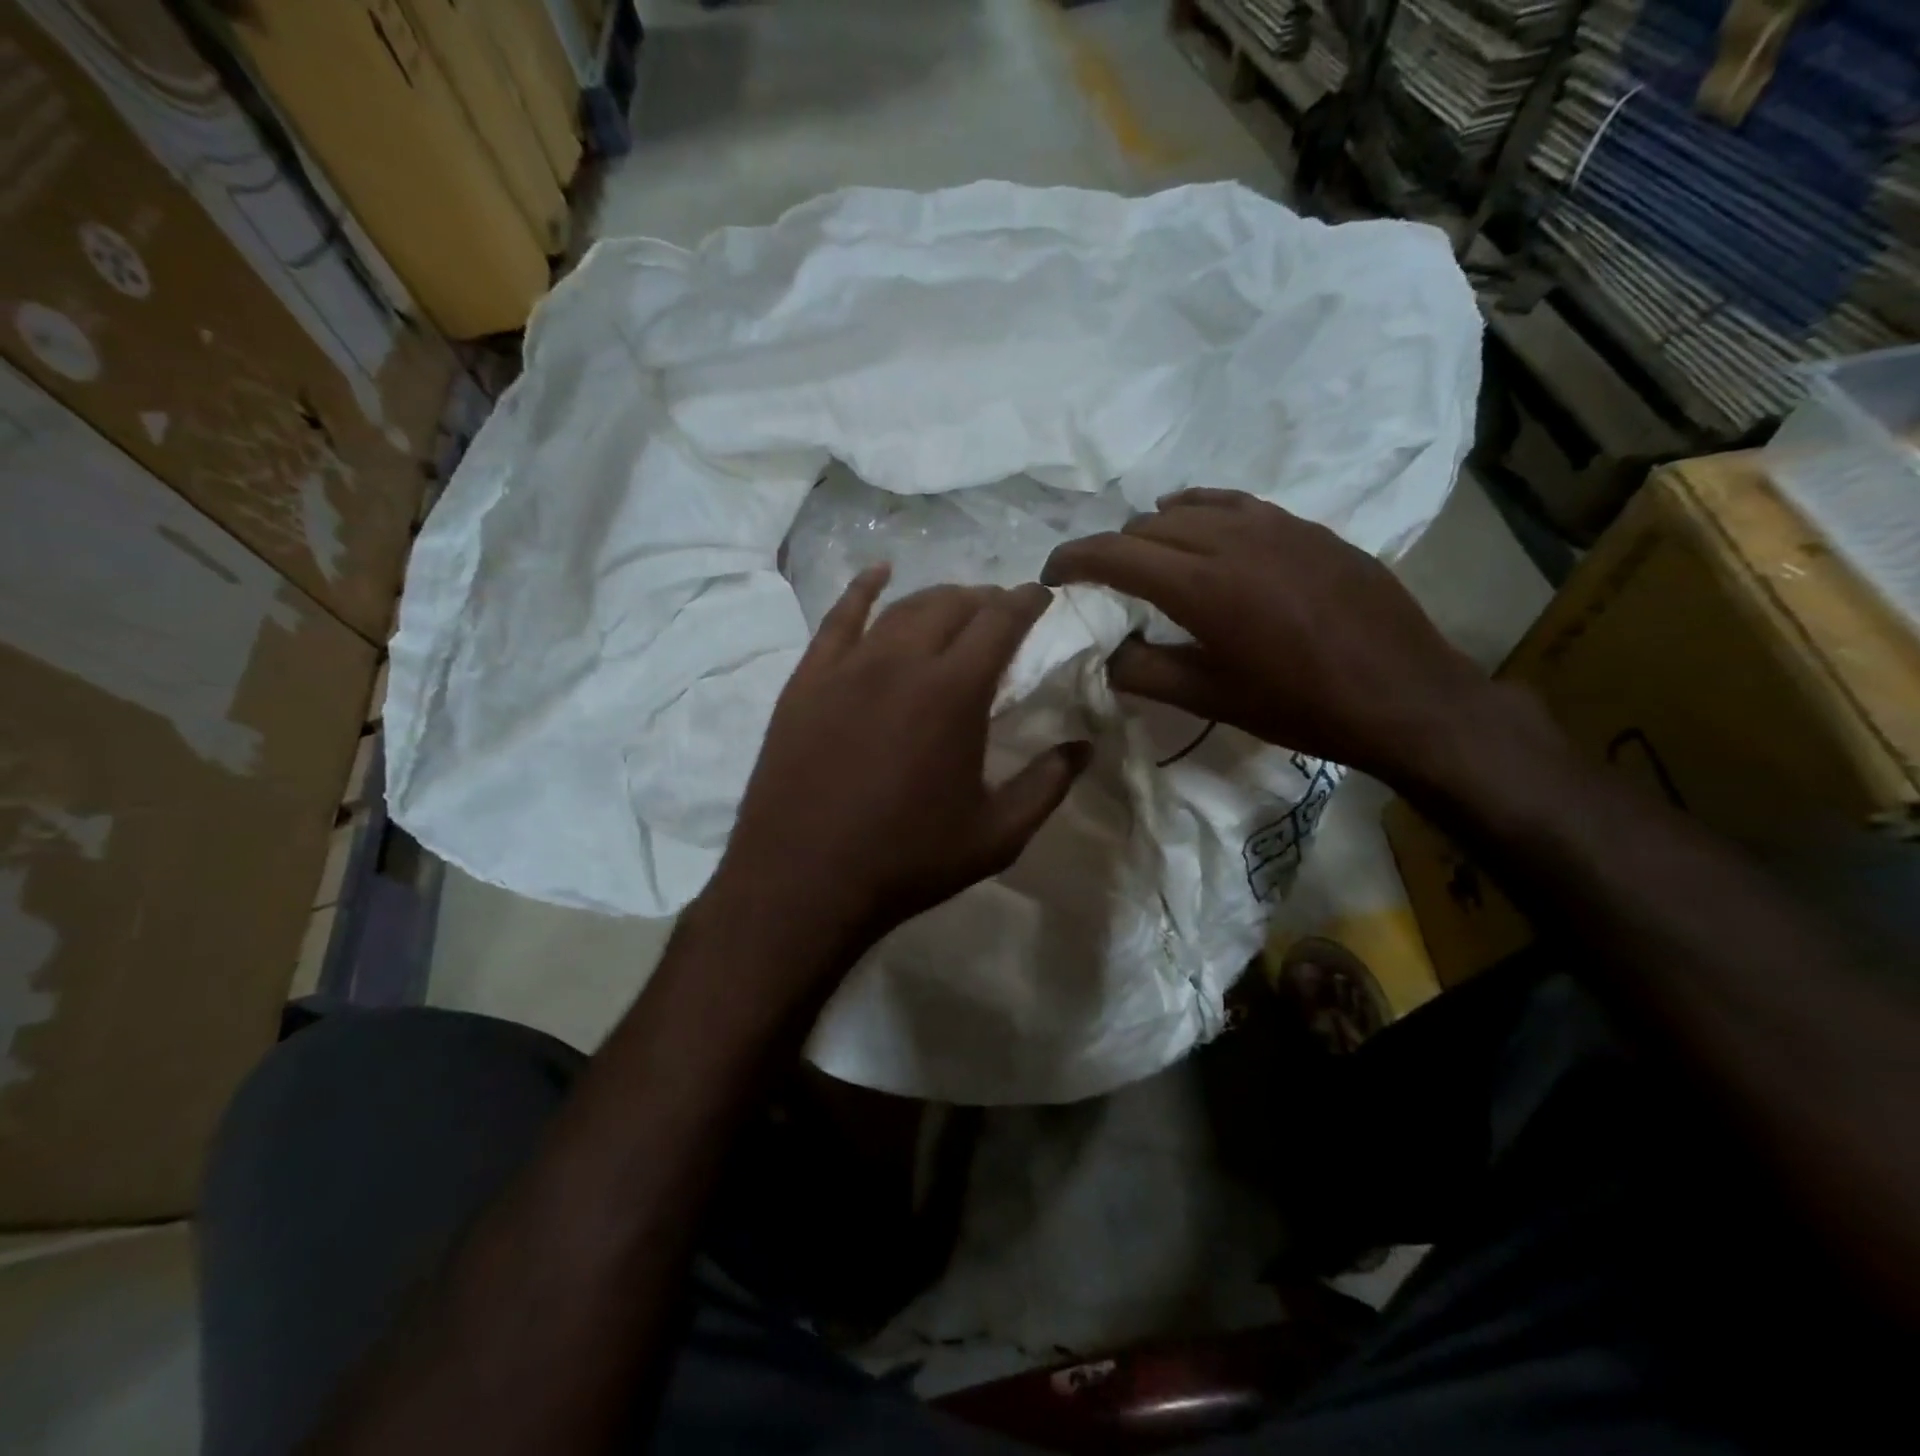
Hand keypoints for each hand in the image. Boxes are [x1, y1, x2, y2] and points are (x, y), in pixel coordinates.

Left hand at [705, 567, 1088, 979]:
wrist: (802, 881)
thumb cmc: (906, 861)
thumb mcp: (995, 836)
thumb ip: (1047, 785)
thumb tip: (1083, 746)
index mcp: (953, 692)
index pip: (1000, 621)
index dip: (1027, 601)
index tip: (1042, 595)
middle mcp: (901, 662)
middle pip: (951, 604)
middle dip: (985, 599)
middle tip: (1001, 611)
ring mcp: (847, 666)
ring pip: (901, 607)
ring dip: (937, 598)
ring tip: (955, 605)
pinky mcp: (807, 679)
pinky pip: (838, 617)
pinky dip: (862, 589)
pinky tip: (878, 575)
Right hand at [1041, 488, 1493, 783]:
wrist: (1405, 696)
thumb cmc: (1301, 708)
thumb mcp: (1211, 700)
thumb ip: (1144, 672)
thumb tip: (1104, 653)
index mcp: (1204, 587)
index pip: (1115, 553)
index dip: (1073, 560)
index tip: (1052, 578)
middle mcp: (1232, 540)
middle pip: (1147, 527)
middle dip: (1110, 551)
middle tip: (1099, 586)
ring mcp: (1275, 525)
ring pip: (1189, 509)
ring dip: (1153, 532)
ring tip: (1146, 562)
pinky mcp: (1306, 527)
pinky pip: (1234, 503)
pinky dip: (1200, 512)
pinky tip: (1199, 529)